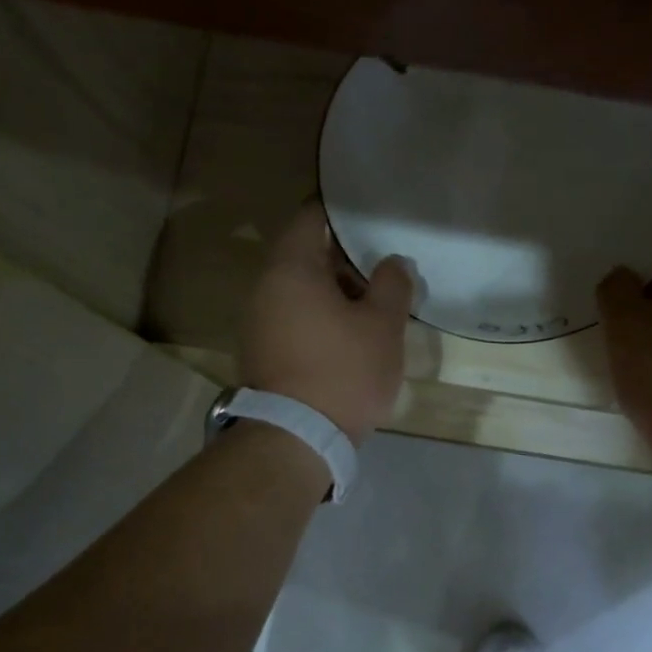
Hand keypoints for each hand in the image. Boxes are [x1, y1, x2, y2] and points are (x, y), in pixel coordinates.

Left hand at [240, 202, 413, 445]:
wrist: (296, 438)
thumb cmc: (343, 371)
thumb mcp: (382, 326)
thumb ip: (392, 284)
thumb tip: (393, 262)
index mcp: (291, 269)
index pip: (311, 218)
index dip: (341, 212)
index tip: (370, 215)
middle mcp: (265, 288)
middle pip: (306, 255)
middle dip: (345, 258)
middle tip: (383, 266)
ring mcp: (258, 321)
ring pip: (301, 290)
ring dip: (336, 291)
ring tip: (374, 303)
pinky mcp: (263, 351)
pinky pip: (294, 317)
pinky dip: (321, 315)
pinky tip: (351, 334)